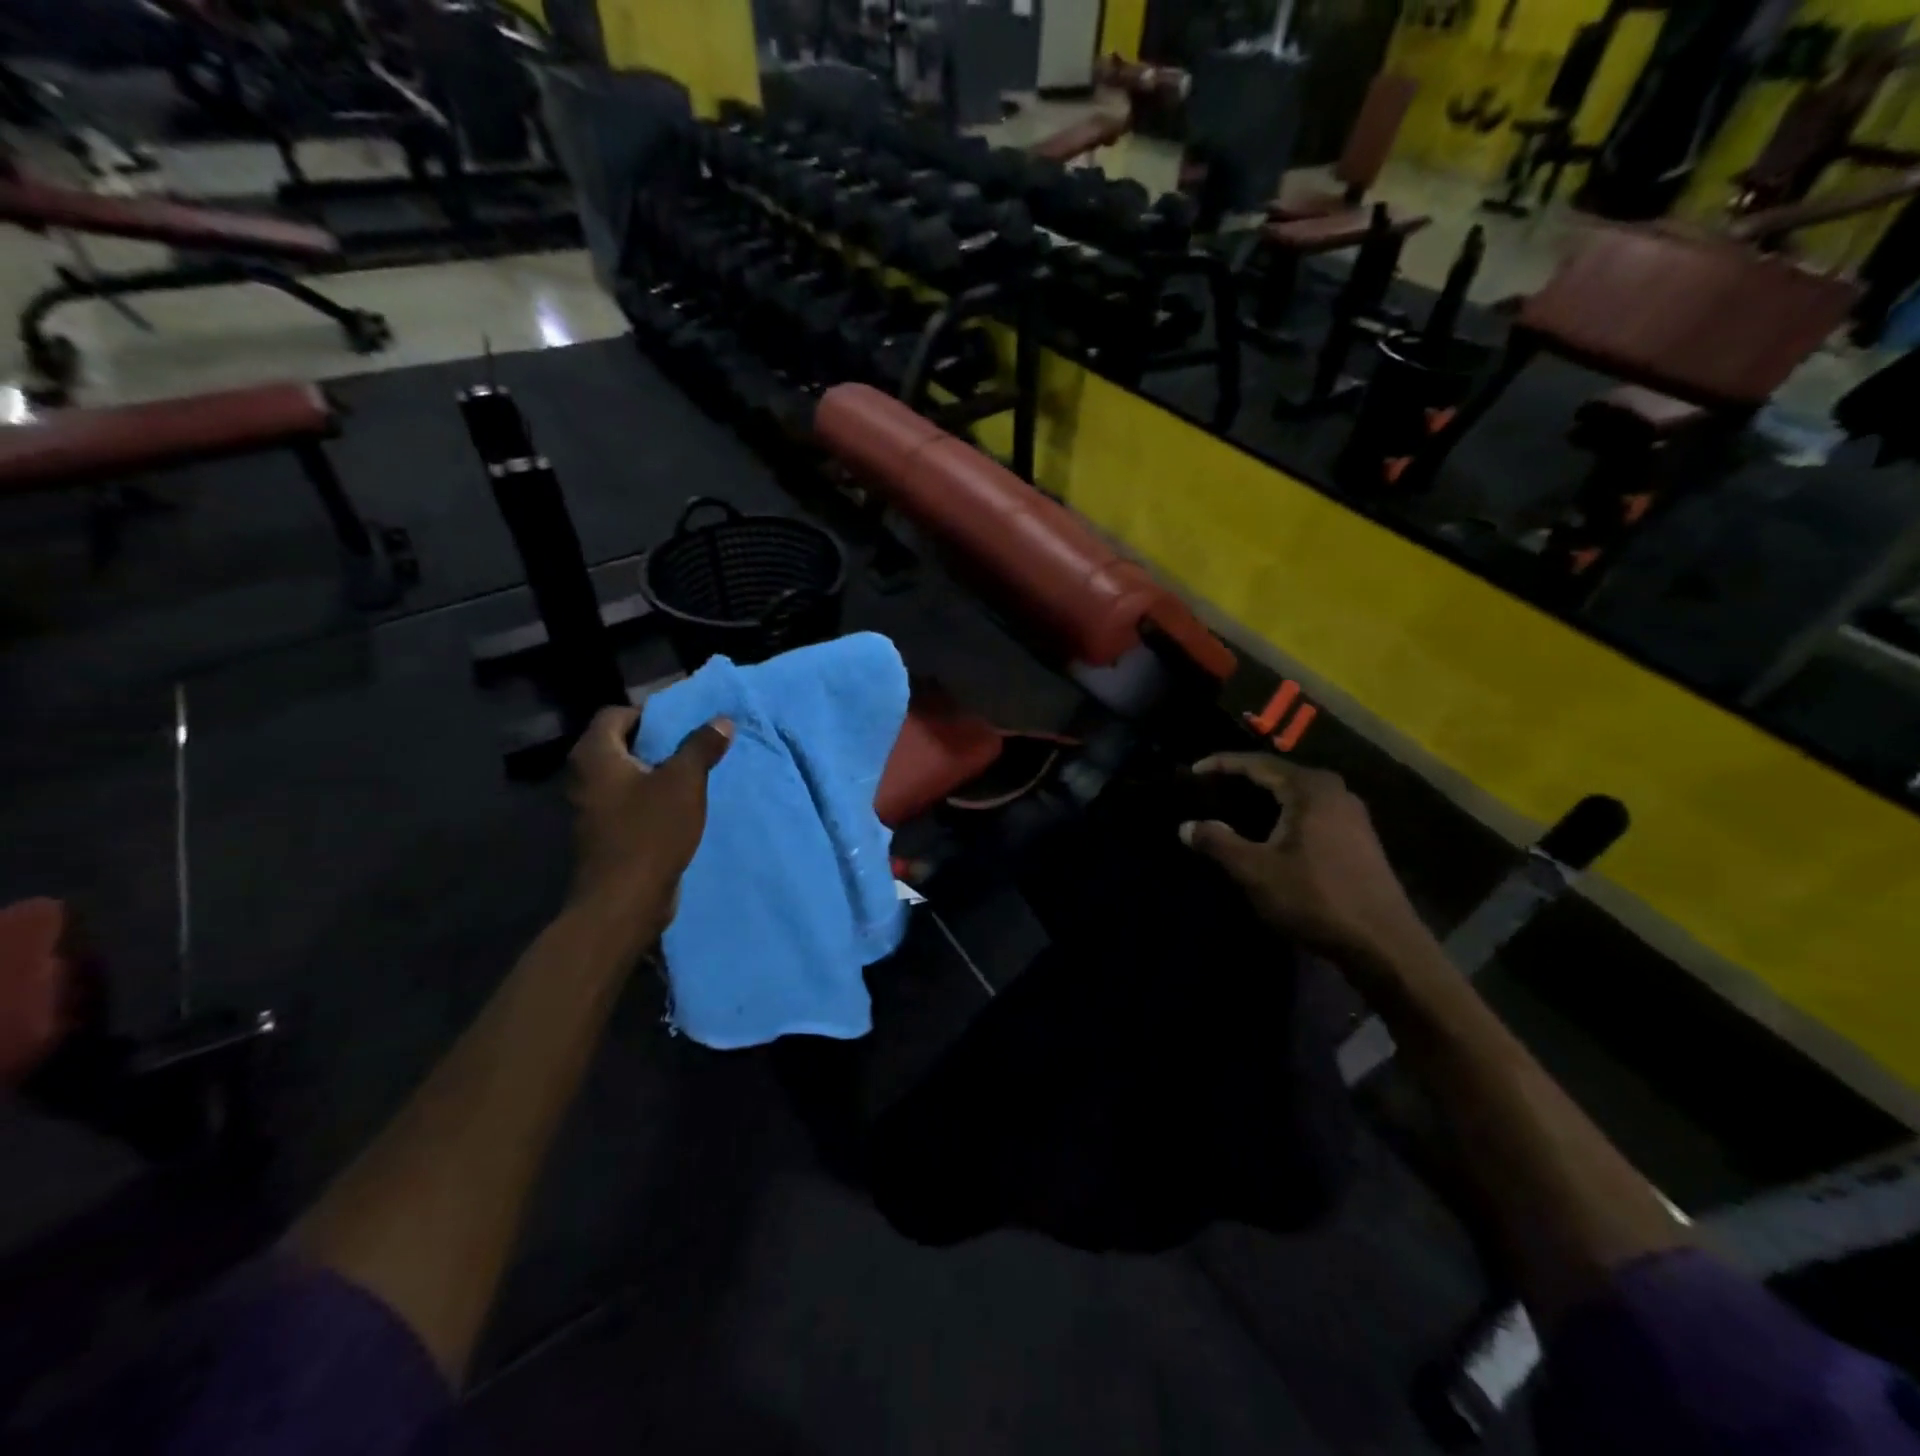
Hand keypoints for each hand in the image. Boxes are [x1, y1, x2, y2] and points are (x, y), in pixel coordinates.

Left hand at [566, 706, 732, 946]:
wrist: (623, 902)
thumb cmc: (650, 832)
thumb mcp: (684, 783)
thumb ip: (701, 747)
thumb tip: (722, 720)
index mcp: (595, 756)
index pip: (616, 714)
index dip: (649, 713)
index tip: (682, 724)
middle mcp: (583, 776)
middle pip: (619, 744)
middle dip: (656, 743)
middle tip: (692, 747)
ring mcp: (588, 807)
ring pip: (624, 775)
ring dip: (655, 773)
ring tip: (691, 776)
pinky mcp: (601, 833)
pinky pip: (626, 802)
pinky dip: (649, 798)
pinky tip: (678, 808)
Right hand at [1178, 754, 1428, 967]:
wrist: (1383, 944)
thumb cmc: (1314, 898)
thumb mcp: (1255, 871)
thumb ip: (1217, 842)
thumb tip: (1185, 826)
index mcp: (1310, 789)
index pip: (1256, 764)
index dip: (1221, 765)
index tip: (1192, 772)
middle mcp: (1334, 791)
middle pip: (1278, 775)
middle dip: (1242, 780)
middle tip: (1209, 789)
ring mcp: (1351, 815)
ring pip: (1296, 795)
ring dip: (1264, 799)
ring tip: (1232, 809)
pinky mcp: (1358, 838)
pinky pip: (1311, 812)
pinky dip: (1283, 815)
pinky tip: (1268, 833)